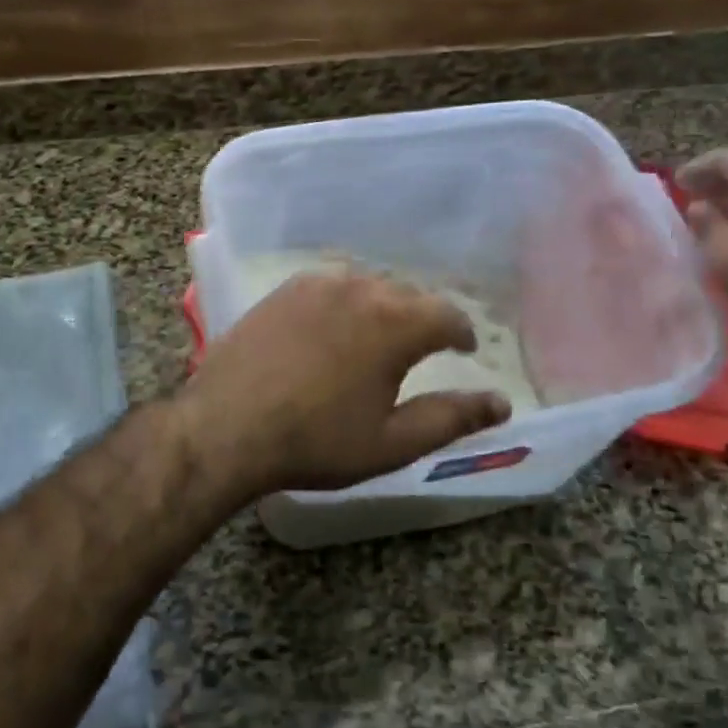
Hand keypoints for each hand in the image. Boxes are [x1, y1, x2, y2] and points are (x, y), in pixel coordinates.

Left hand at [172, 269, 511, 502]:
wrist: (227, 428)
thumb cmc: (316, 442)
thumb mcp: (391, 442)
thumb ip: (451, 418)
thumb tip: (500, 403)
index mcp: (395, 323)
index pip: (447, 315)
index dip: (462, 332)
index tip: (464, 349)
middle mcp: (359, 289)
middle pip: (408, 295)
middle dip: (423, 318)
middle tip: (424, 347)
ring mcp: (315, 285)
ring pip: (367, 285)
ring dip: (383, 306)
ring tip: (380, 334)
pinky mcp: (282, 291)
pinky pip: (329, 285)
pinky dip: (345, 301)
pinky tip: (334, 324)